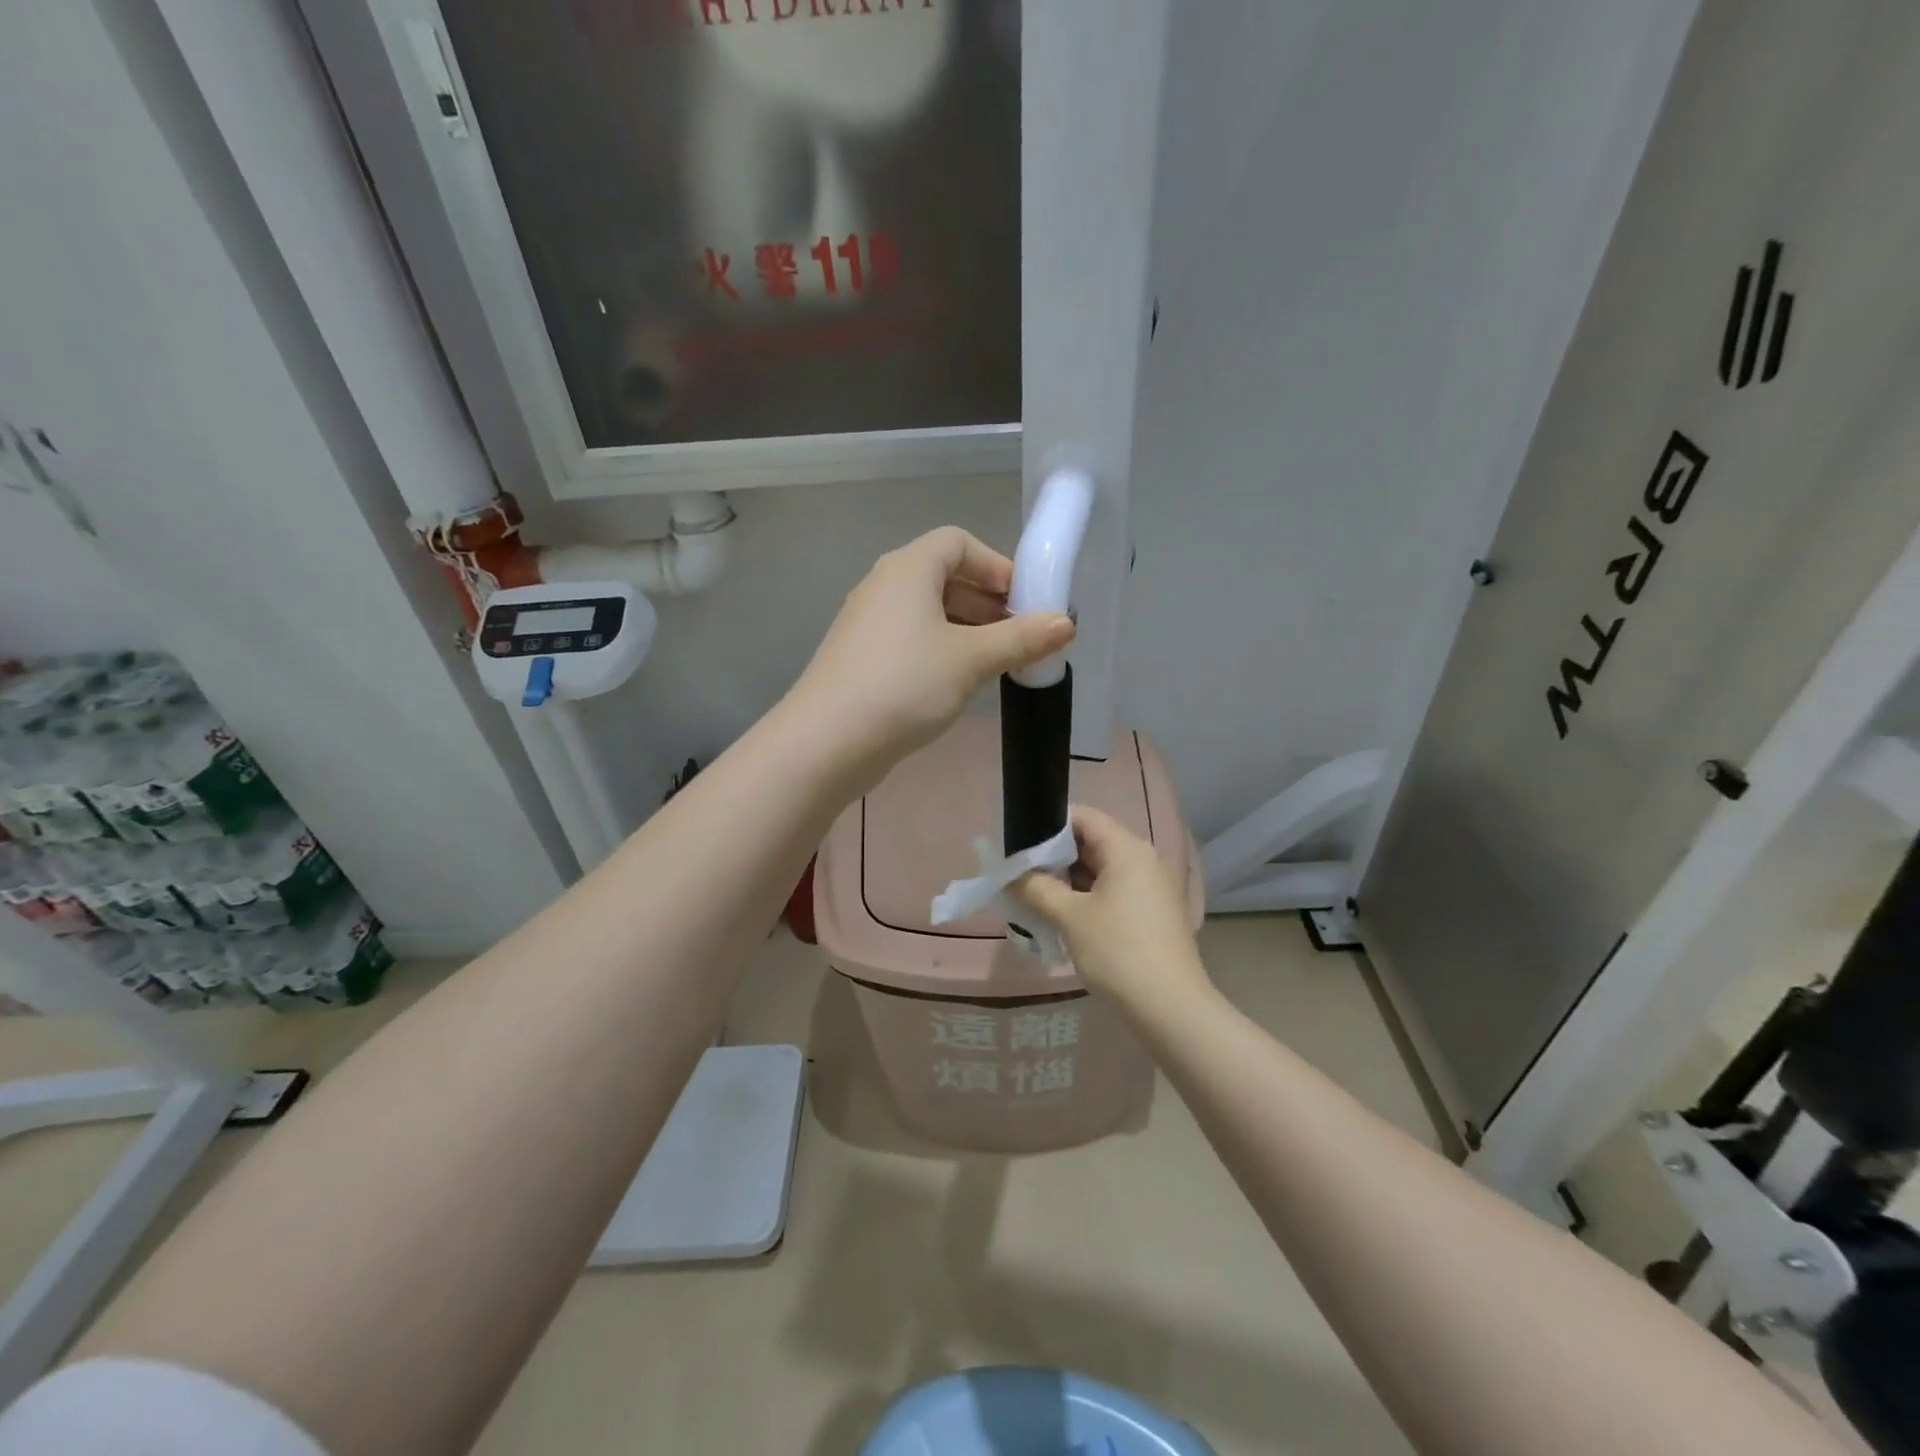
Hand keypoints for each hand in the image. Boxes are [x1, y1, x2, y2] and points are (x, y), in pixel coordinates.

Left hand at [786, 527, 1074, 781]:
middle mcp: (884, 586)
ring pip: (928, 612)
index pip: (958, 543)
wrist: (827, 742)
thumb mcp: (970, 660)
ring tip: (1000, 663)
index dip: (996, 566)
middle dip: (988, 602)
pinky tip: (960, 682)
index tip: (1024, 602)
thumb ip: (1020, 639)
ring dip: (968, 629)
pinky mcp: (862, 658)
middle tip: (1021, 637)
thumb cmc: (904, 686)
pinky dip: (942, 649)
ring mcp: (869, 623)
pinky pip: (911, 639)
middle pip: (944, 576)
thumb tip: (1067, 623)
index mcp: (908, 569)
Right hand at [1009, 806, 1210, 1019]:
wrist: (1170, 1008)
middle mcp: (1142, 859)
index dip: (1048, 825)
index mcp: (1126, 849)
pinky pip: (1112, 890)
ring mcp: (1149, 886)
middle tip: (1019, 873)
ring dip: (1067, 879)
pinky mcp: (1150, 911)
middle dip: (1054, 856)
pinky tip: (1060, 914)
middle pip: (1090, 841)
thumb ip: (1036, 888)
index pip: (1082, 817)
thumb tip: (1011, 874)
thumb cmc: (1118, 952)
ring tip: (1032, 894)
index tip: (1019, 844)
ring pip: (1100, 868)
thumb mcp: (1070, 917)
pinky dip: (1086, 896)